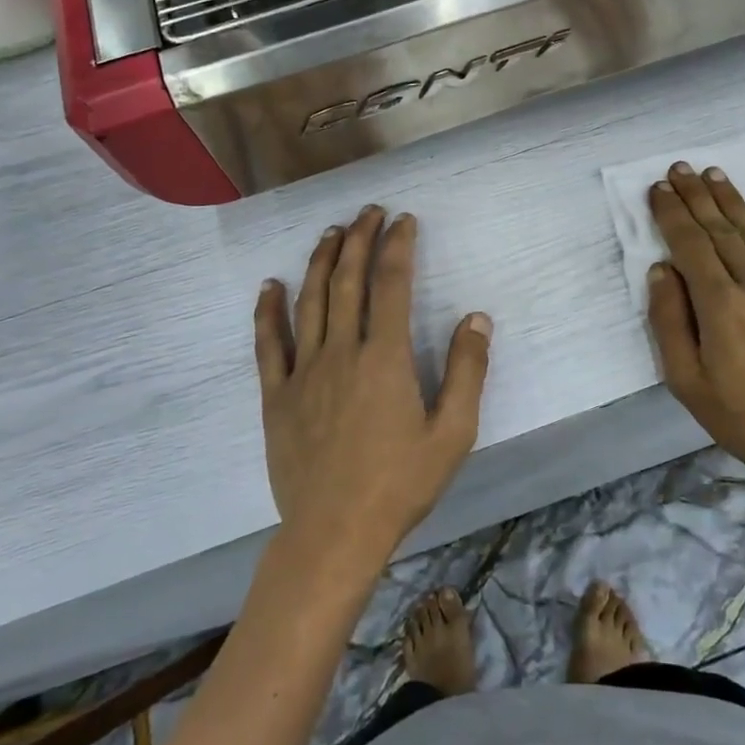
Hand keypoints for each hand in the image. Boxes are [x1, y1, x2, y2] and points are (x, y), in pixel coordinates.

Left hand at [254, 205, 492, 575]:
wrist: (335, 532)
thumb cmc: (400, 484)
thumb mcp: (453, 433)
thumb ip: (467, 371)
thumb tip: (477, 317)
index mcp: (385, 358)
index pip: (392, 284)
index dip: (398, 246)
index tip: (404, 221)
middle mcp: (341, 352)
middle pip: (349, 281)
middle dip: (360, 240)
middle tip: (369, 212)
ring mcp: (303, 372)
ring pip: (310, 301)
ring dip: (321, 261)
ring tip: (332, 233)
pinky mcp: (277, 395)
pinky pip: (268, 343)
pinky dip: (268, 310)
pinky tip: (270, 285)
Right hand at [646, 163, 744, 519]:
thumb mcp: (687, 382)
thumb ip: (669, 322)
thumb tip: (660, 271)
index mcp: (720, 306)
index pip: (689, 245)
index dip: (671, 214)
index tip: (657, 189)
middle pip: (719, 230)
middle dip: (696, 196)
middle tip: (679, 168)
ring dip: (730, 200)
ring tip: (712, 174)